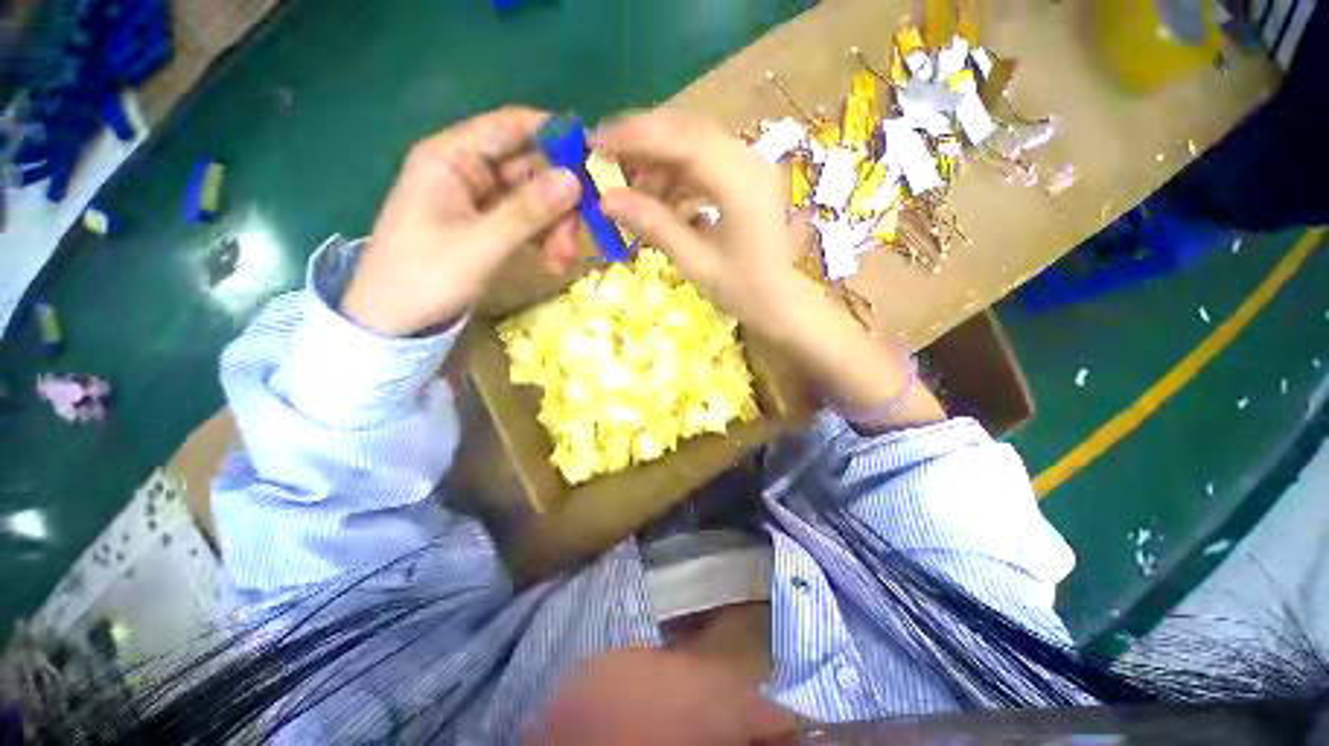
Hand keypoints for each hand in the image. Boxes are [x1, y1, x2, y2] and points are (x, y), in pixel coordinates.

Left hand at [342, 107, 582, 336]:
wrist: (395, 320)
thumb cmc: (426, 276)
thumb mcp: (481, 244)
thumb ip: (528, 211)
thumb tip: (575, 179)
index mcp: (451, 158)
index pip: (509, 126)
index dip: (553, 134)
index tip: (594, 156)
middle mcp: (467, 171)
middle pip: (529, 169)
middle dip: (560, 201)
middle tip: (579, 234)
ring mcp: (478, 200)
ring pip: (533, 199)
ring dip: (555, 226)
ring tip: (562, 259)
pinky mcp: (486, 226)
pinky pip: (526, 221)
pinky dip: (544, 238)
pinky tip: (554, 260)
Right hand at [592, 110, 807, 338]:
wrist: (781, 302)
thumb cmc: (744, 290)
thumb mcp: (696, 262)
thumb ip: (655, 225)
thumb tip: (606, 198)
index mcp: (742, 182)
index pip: (684, 139)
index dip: (636, 136)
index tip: (595, 142)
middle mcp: (749, 161)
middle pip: (688, 131)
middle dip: (642, 142)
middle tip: (604, 159)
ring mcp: (748, 167)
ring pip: (693, 146)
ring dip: (657, 163)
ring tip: (631, 192)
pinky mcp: (744, 178)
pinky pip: (702, 164)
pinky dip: (674, 177)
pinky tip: (659, 201)